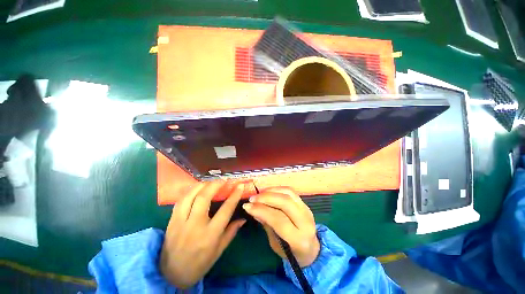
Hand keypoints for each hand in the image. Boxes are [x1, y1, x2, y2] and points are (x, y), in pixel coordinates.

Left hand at [160, 182, 245, 288]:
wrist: (172, 275)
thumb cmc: (199, 264)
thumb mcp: (219, 250)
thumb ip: (231, 231)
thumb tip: (243, 218)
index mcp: (210, 235)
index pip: (226, 210)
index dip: (234, 195)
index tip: (239, 185)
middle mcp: (195, 225)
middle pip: (205, 198)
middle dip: (216, 185)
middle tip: (223, 180)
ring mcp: (181, 222)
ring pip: (190, 196)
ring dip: (202, 185)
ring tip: (211, 181)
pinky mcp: (171, 221)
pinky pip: (180, 201)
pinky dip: (190, 191)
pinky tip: (196, 188)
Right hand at [242, 187, 319, 267]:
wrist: (312, 249)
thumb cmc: (291, 252)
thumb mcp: (276, 245)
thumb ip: (267, 225)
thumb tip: (254, 209)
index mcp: (299, 239)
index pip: (278, 220)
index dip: (261, 210)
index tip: (247, 206)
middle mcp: (306, 222)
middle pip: (285, 202)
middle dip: (266, 198)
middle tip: (252, 199)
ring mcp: (307, 210)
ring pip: (288, 193)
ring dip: (271, 191)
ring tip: (259, 194)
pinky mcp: (305, 203)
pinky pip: (291, 191)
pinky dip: (278, 189)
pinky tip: (268, 191)